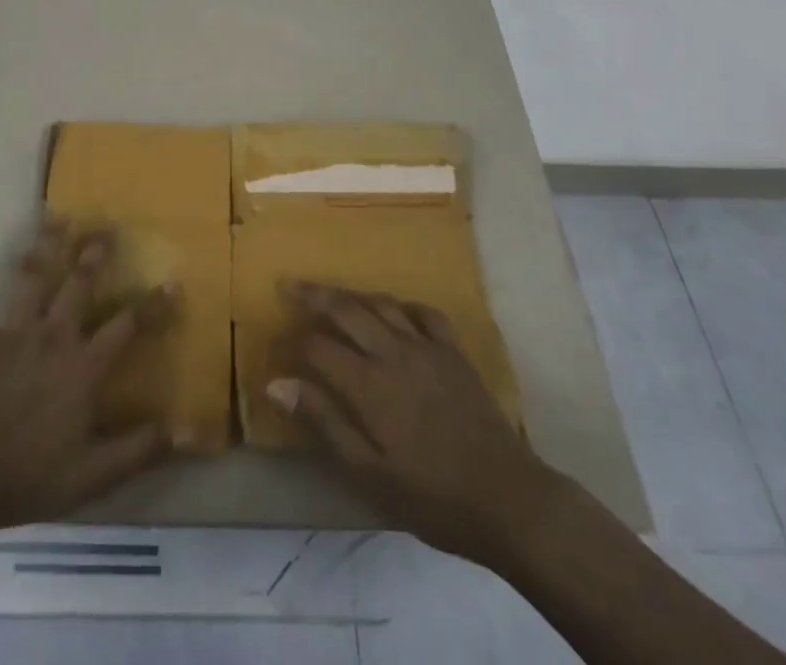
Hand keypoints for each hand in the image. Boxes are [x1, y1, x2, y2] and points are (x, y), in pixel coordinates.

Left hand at [0, 221, 175, 532]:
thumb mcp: (92, 476)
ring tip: (54, 217)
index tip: (174, 280)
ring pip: (32, 280)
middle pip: (78, 285)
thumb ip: (139, 450)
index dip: (153, 306)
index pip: (127, 327)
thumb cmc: (26, 476)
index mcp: (82, 366)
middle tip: (105, 227)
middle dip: (93, 254)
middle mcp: (52, 337)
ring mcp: (12, 334)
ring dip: (43, 247)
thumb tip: (189, 432)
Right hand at [267, 283, 553, 568]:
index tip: (277, 341)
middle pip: (346, 310)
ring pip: (382, 304)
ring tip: (334, 295)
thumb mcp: (369, 474)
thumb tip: (277, 384)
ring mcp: (426, 347)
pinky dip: (403, 306)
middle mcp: (393, 352)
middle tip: (292, 285)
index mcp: (368, 384)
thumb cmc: (432, 497)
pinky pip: (423, 313)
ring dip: (353, 296)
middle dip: (315, 296)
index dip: (294, 342)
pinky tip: (395, 311)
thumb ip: (324, 423)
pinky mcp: (453, 351)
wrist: (508, 499)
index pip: (319, 347)